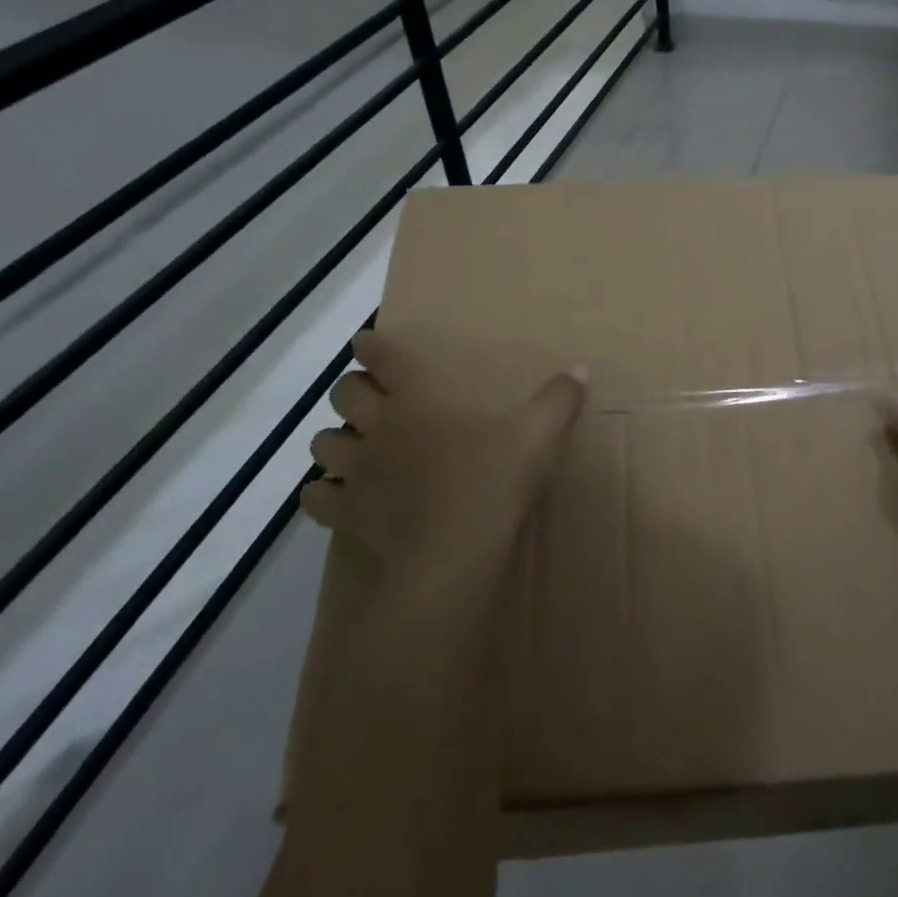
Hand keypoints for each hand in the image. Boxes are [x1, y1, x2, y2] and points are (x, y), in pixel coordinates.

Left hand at [299, 329, 586, 588]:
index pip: (383, 359)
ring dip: (334, 441)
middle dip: (351, 391)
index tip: (366, 343)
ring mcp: (358, 472)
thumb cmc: (493, 483)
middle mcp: (380, 428)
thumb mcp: (538, 436)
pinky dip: (322, 493)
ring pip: (323, 444)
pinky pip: (317, 497)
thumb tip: (580, 370)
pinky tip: (337, 495)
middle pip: (343, 395)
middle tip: (370, 399)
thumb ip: (559, 400)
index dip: (372, 347)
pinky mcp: (348, 513)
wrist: (453, 553)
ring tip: (353, 447)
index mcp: (419, 399)